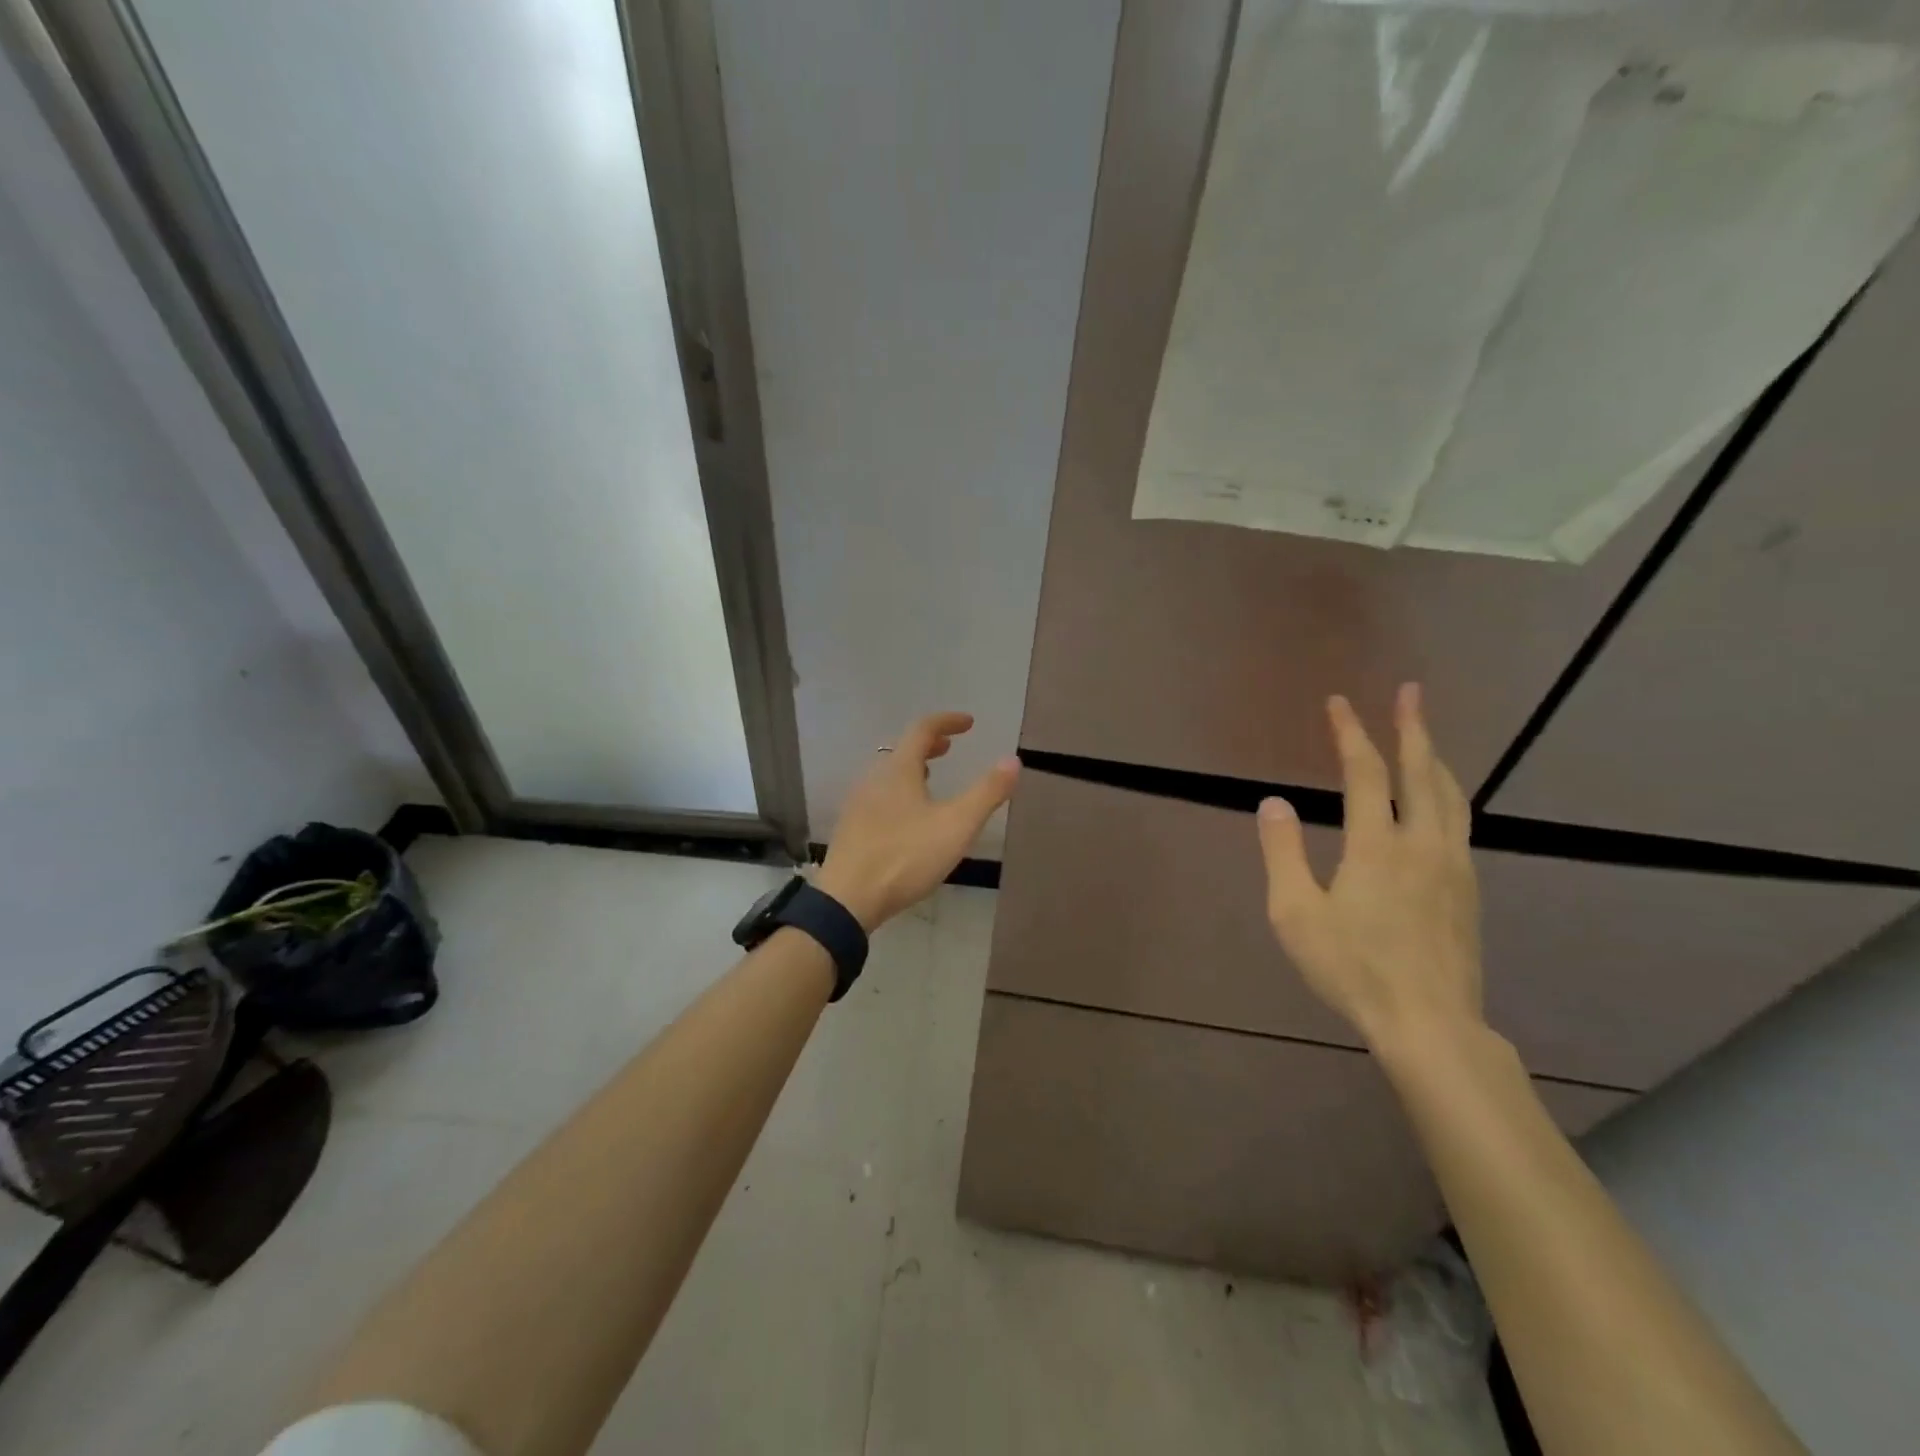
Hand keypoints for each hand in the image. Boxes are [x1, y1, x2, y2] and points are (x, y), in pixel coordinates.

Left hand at [816, 712, 1018, 930]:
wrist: (848, 899)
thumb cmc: (906, 856)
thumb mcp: (957, 825)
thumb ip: (987, 792)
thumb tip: (1012, 760)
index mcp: (898, 770)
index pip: (922, 729)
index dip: (947, 722)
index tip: (968, 723)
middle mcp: (874, 779)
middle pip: (902, 750)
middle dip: (928, 745)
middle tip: (949, 748)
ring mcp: (858, 804)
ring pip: (888, 775)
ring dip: (912, 768)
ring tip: (930, 779)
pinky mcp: (851, 828)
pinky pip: (878, 796)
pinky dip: (899, 791)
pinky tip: (907, 817)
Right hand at [1255, 684, 1482, 1050]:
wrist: (1430, 1025)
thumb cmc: (1352, 968)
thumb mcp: (1296, 913)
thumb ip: (1283, 853)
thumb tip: (1273, 802)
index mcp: (1377, 846)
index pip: (1364, 773)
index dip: (1350, 733)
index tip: (1339, 702)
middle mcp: (1423, 844)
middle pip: (1422, 772)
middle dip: (1413, 728)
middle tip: (1411, 692)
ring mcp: (1454, 866)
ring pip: (1452, 797)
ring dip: (1436, 759)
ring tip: (1426, 737)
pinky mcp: (1469, 890)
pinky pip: (1460, 824)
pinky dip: (1447, 795)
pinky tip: (1440, 804)